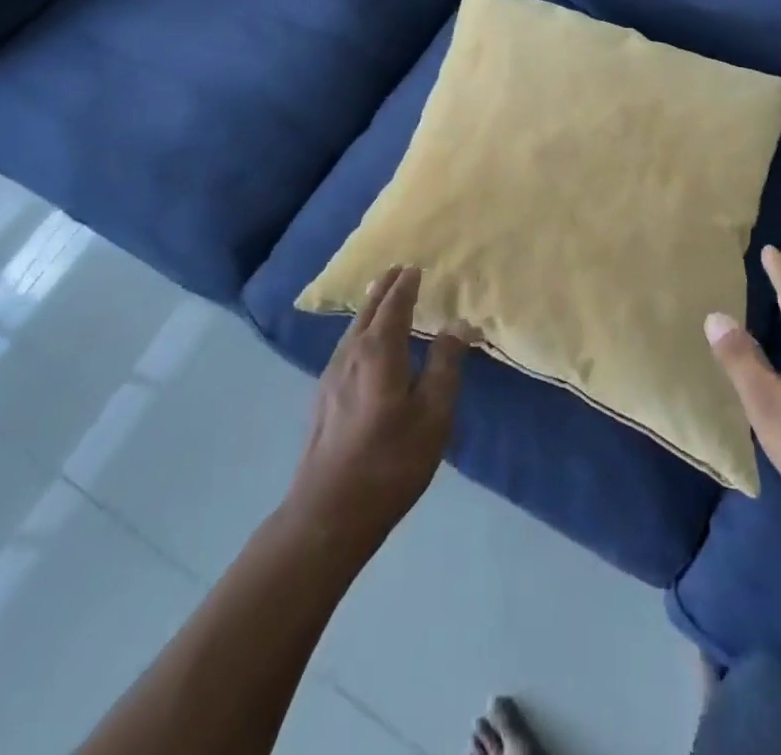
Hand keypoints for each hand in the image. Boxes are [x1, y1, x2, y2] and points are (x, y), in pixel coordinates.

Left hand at [285, 265, 473, 549]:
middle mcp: (351, 353)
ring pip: (353, 328)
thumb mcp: (433, 415)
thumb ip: (446, 366)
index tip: (415, 267)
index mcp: (379, 351)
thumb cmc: (390, 461)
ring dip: (370, 307)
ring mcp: (331, 375)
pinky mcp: (323, 396)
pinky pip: (346, 346)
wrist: (327, 512)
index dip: (406, 285)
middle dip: (384, 287)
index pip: (394, 305)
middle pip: (368, 309)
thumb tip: (457, 325)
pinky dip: (360, 330)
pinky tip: (364, 345)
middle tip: (398, 270)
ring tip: (382, 299)